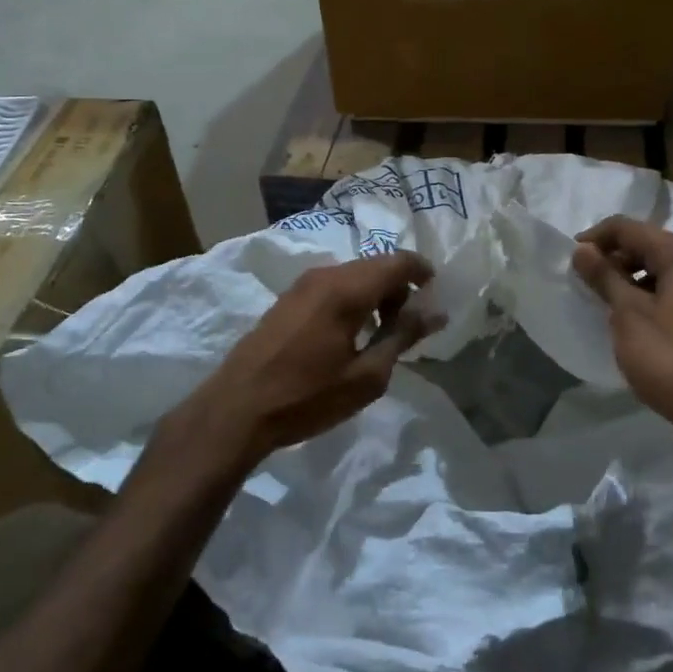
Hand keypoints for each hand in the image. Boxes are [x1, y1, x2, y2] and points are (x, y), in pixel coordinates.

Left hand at [173, 252, 440, 470]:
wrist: (236, 410)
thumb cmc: (307, 396)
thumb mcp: (366, 376)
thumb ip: (403, 337)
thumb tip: (436, 313)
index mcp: (347, 289)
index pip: (398, 261)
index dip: (422, 273)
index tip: (434, 299)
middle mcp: (325, 275)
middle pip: (376, 265)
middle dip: (399, 288)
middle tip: (407, 326)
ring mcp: (302, 284)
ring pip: (354, 274)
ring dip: (375, 294)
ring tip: (379, 335)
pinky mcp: (288, 298)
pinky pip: (333, 285)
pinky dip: (352, 298)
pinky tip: (349, 334)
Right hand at [572, 216, 672, 464]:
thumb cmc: (671, 359)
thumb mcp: (628, 315)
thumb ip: (604, 277)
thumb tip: (582, 249)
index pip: (628, 228)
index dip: (595, 238)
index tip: (570, 260)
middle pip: (647, 245)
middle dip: (612, 258)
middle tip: (583, 282)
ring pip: (661, 271)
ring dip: (629, 279)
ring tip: (603, 302)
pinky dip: (648, 297)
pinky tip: (631, 321)